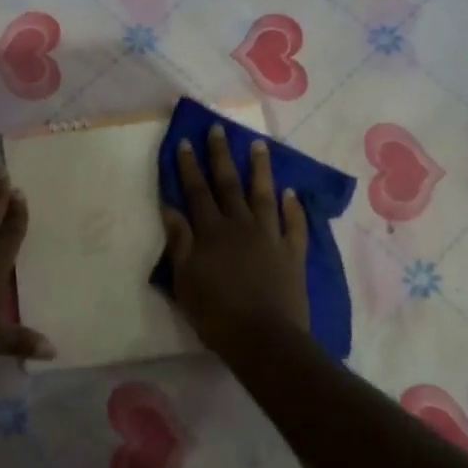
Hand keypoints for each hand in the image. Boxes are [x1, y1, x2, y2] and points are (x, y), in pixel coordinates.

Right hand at [161, 125, 309, 354]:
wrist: (264, 339)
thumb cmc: (216, 314)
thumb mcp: (185, 281)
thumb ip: (180, 242)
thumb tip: (171, 208)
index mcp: (211, 232)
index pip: (196, 191)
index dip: (189, 166)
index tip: (185, 141)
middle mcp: (240, 225)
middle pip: (229, 184)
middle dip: (220, 155)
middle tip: (218, 128)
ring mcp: (270, 237)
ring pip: (264, 195)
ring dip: (260, 169)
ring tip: (259, 145)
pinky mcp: (292, 253)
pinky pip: (295, 224)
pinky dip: (294, 208)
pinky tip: (292, 193)